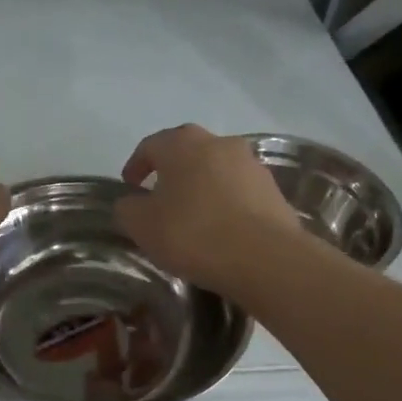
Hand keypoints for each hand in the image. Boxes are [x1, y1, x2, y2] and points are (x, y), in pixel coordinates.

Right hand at [115, 124, 305, 294]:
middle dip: (172, 172)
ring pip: (217, 170)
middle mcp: (219, 143)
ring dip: (202, 187)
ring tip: (193, 216)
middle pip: (188, 152)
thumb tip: (131, 203)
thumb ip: (128, 209)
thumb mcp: (142, 226)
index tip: (129, 187)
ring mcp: (251, 165)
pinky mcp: (273, 190)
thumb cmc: (193, 234)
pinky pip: (240, 192)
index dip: (136, 165)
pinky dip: (226, 204)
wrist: (264, 258)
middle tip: (161, 198)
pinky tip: (221, 229)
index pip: (151, 145)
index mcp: (182, 144)